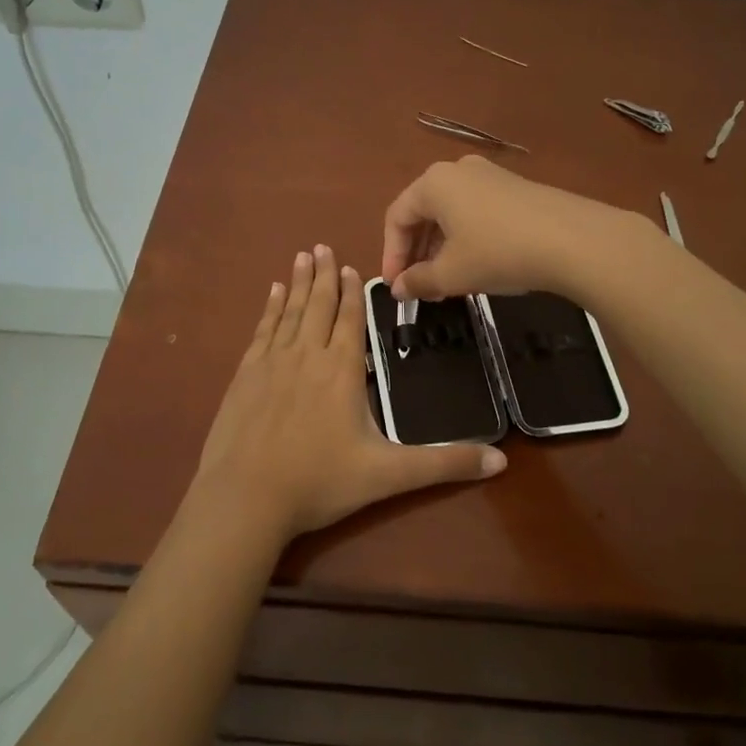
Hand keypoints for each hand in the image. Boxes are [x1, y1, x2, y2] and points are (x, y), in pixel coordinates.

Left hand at [193, 245, 506, 541]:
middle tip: (323, 246)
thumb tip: (501, 461)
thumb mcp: (389, 476)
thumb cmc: (320, 482)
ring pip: (290, 312)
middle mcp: (307, 356)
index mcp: (341, 370)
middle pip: (319, 306)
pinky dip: (270, 309)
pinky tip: (273, 294)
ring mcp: (271, 363)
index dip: (354, 293)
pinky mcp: (244, 376)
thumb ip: (444, 465)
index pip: (351, 319)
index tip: (353, 267)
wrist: (245, 499)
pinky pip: (262, 330)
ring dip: (299, 284)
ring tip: (302, 257)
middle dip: (325, 276)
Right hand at [381, 156, 634, 301]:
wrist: (574, 240)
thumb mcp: (452, 274)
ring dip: (441, 248)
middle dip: (417, 252)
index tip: (396, 287)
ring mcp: (491, 176)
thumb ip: (418, 281)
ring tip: (446, 282)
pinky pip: (477, 212)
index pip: (397, 217)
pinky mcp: (517, 188)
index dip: (391, 254)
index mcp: (434, 183)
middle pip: (424, 212)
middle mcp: (459, 170)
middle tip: (418, 287)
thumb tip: (398, 289)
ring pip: (452, 213)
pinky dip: (467, 238)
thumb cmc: (498, 252)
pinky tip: (478, 265)